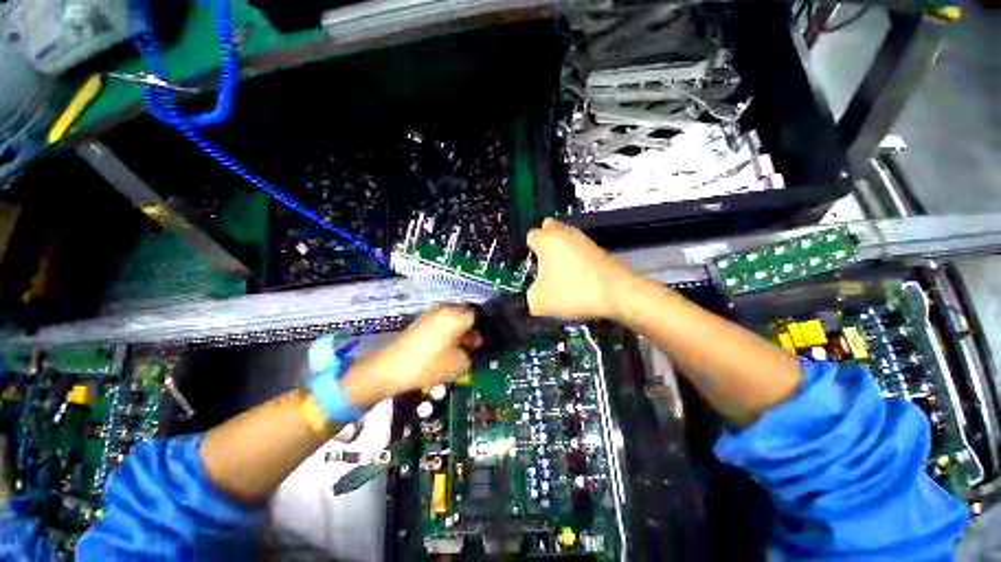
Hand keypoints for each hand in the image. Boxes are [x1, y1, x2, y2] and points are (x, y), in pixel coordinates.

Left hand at [342, 305, 480, 406]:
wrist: (391, 369)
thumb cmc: (429, 365)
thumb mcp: (458, 364)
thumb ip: (473, 354)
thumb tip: (474, 348)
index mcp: (456, 315)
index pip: (479, 315)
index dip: (484, 329)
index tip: (485, 343)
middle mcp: (445, 308)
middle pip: (466, 315)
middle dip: (472, 330)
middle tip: (474, 347)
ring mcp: (431, 312)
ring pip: (454, 318)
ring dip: (460, 331)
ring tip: (461, 350)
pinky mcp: (422, 319)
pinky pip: (442, 321)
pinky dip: (448, 331)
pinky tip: (447, 347)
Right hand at [526, 218, 634, 319]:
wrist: (618, 294)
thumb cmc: (574, 292)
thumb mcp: (539, 301)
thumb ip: (529, 295)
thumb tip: (534, 293)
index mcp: (547, 240)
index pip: (530, 236)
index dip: (527, 250)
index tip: (530, 266)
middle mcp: (565, 233)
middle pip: (549, 229)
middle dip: (544, 242)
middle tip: (542, 263)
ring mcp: (585, 240)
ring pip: (566, 239)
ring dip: (560, 251)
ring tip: (558, 274)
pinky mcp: (599, 250)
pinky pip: (579, 249)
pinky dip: (574, 259)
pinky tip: (575, 277)